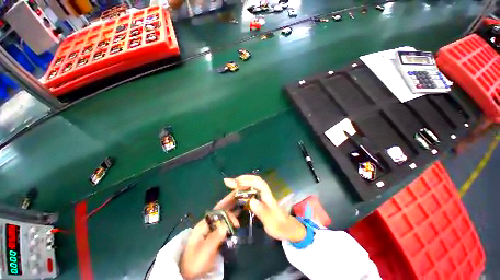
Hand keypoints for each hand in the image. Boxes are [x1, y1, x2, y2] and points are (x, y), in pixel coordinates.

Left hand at [180, 191, 239, 278]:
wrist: (189, 273)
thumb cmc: (196, 261)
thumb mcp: (205, 250)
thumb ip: (215, 237)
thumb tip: (227, 224)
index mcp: (204, 223)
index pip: (218, 212)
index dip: (228, 213)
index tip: (236, 221)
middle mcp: (209, 222)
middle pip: (221, 209)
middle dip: (231, 202)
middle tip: (241, 194)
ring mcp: (212, 228)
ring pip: (224, 214)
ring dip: (232, 208)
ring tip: (242, 202)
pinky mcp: (215, 233)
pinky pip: (225, 221)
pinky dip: (232, 217)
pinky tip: (239, 214)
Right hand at [224, 175, 305, 241]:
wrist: (287, 228)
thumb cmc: (280, 226)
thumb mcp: (272, 222)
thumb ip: (262, 212)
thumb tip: (251, 200)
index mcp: (268, 196)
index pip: (258, 183)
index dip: (247, 180)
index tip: (236, 182)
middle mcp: (264, 192)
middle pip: (253, 181)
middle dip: (241, 180)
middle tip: (228, 181)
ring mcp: (262, 195)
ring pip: (251, 184)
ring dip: (240, 183)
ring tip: (229, 184)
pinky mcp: (260, 198)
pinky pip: (250, 190)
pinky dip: (242, 188)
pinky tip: (236, 190)